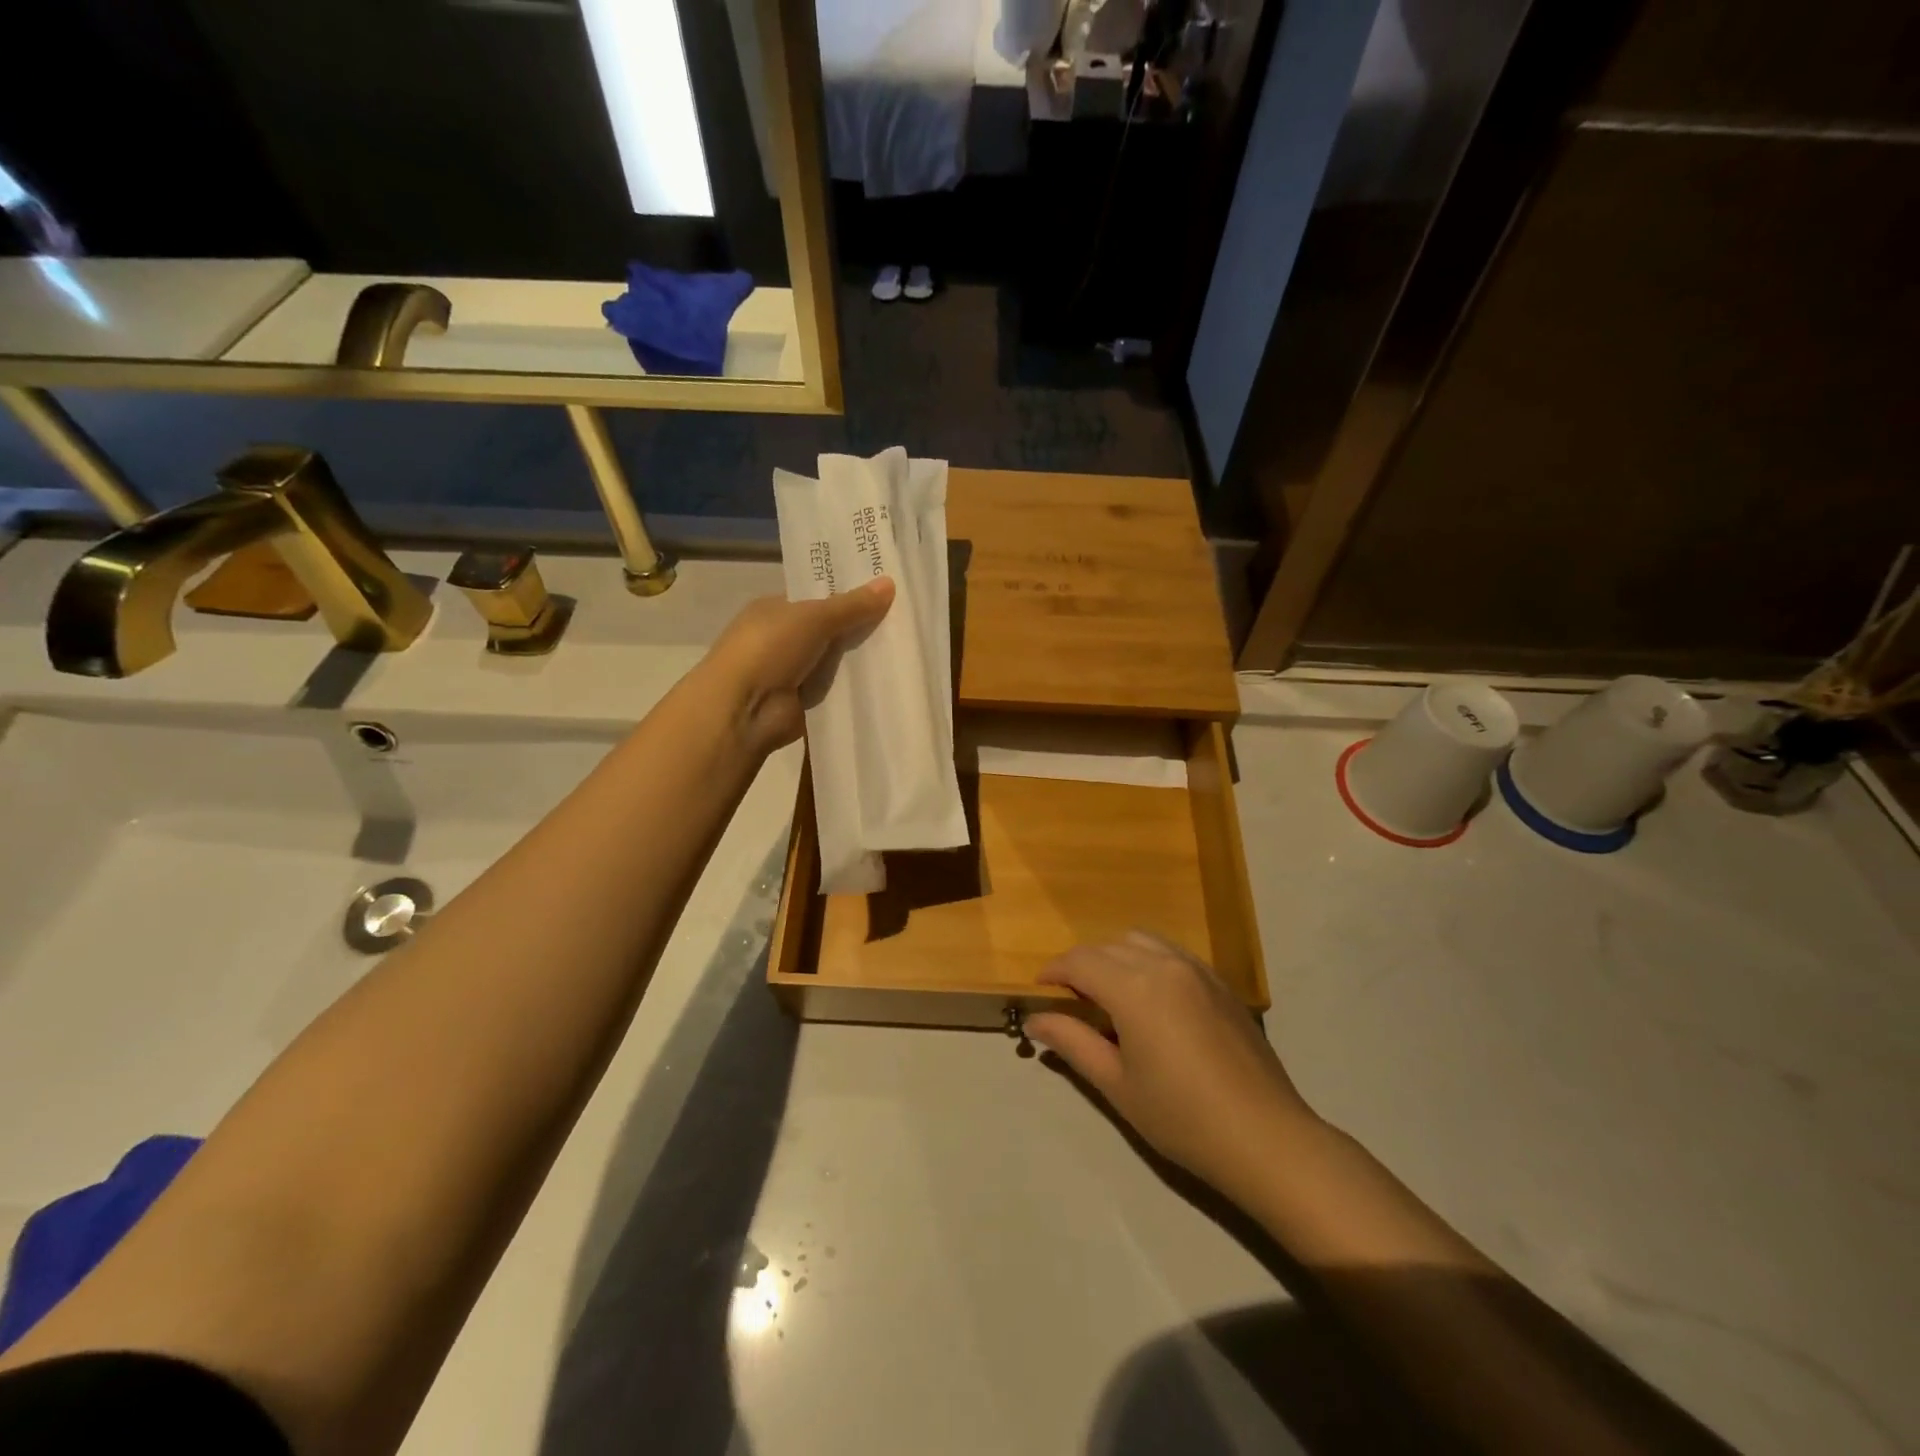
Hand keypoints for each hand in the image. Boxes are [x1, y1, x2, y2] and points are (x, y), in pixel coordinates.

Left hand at [700, 579, 894, 753]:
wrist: (744, 709)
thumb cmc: (769, 648)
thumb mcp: (813, 617)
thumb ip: (852, 604)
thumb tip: (890, 582)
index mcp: (775, 609)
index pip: (816, 597)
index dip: (848, 593)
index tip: (886, 589)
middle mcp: (783, 639)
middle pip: (830, 629)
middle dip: (860, 626)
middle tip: (905, 618)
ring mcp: (794, 672)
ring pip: (837, 660)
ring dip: (862, 658)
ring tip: (907, 647)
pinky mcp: (806, 702)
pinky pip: (838, 689)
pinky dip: (858, 687)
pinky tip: (890, 679)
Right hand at [1027, 932, 1317, 1208]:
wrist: (1265, 1137)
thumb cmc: (1182, 1117)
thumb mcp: (1116, 1084)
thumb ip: (1072, 1042)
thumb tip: (1036, 1019)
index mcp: (1135, 987)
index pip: (1080, 961)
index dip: (1054, 972)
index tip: (1041, 992)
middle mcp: (1165, 964)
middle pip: (1108, 946)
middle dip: (1082, 966)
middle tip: (1073, 1003)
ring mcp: (1197, 969)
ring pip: (1141, 941)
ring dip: (1116, 958)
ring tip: (1112, 997)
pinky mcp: (1220, 982)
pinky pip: (1172, 953)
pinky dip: (1148, 961)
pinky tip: (1153, 1002)